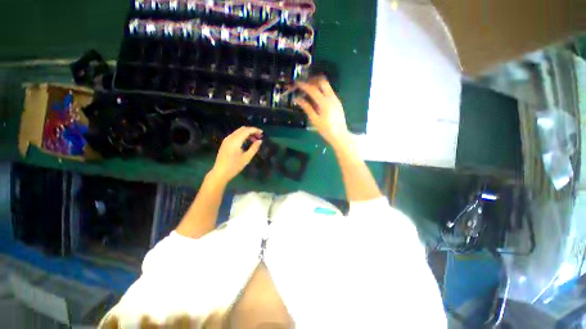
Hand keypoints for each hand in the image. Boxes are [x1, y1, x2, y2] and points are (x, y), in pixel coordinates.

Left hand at [210, 127, 262, 183]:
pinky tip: (247, 142)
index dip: (255, 130)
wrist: (220, 172)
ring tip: (254, 140)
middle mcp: (230, 138)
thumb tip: (260, 141)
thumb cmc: (234, 166)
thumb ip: (254, 148)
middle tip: (259, 136)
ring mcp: (226, 139)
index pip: (246, 131)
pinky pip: (235, 135)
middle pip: (242, 129)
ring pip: (238, 131)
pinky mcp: (225, 143)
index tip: (262, 133)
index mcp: (235, 141)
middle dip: (251, 131)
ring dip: (247, 133)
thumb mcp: (246, 158)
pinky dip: (242, 136)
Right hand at [294, 76, 349, 147]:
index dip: (304, 85)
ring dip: (317, 85)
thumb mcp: (315, 120)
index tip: (297, 83)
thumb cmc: (326, 130)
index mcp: (325, 103)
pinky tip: (316, 98)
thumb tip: (298, 99)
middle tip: (304, 85)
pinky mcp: (337, 102)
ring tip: (308, 92)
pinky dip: (321, 91)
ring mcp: (336, 99)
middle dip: (312, 81)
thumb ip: (307, 108)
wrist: (340, 135)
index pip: (313, 89)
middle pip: (322, 81)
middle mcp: (331, 97)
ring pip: (326, 86)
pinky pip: (329, 91)